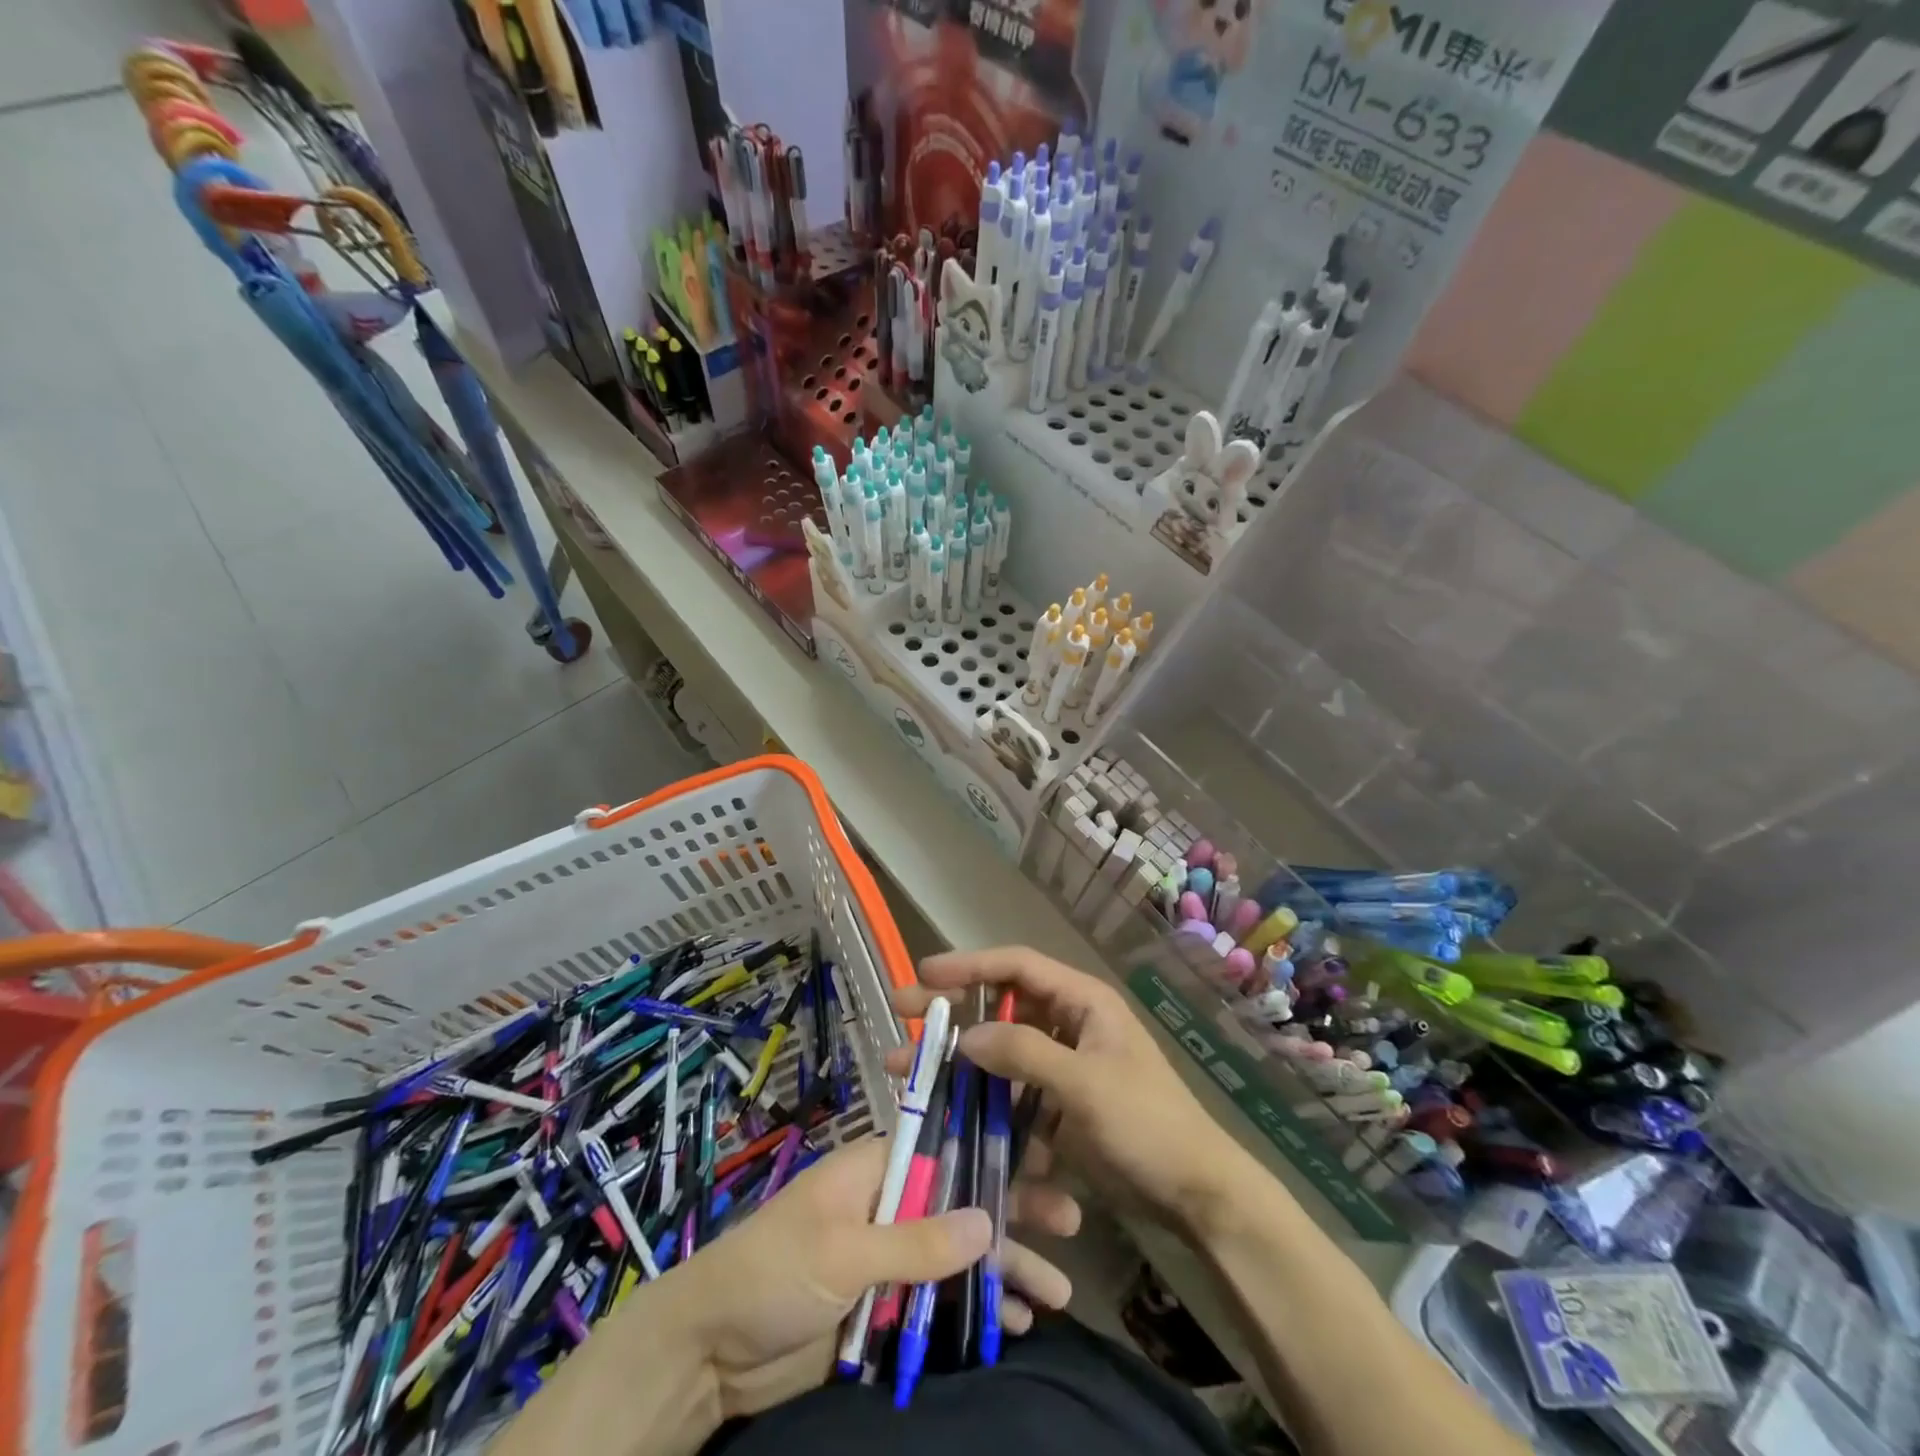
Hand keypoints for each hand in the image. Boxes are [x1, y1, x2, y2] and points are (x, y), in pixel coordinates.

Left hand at [669, 1136, 1076, 1418]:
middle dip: (1013, 1213)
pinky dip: (975, 1309)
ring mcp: (890, 1257)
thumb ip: (915, 1240)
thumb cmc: (771, 1272)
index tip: (1043, 1160)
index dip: (993, 1151)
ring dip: (1004, 1270)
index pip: (945, 1146)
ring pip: (958, 1255)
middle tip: (1070, 1223)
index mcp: (877, 1167)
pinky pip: (940, 1302)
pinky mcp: (884, 1306)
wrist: (710, 1353)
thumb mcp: (843, 1251)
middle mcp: (890, 1203)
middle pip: (961, 1202)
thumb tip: (988, 1222)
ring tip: (1057, 1290)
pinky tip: (1013, 1323)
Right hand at [894, 948, 1262, 1234]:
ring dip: (957, 1060)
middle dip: (951, 1009)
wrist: (1194, 1193)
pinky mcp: (1056, 1104)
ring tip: (907, 1072)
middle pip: (1000, 1004)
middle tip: (901, 1011)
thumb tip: (966, 1036)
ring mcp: (1061, 1064)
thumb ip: (1024, 1054)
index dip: (969, 965)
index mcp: (1082, 1000)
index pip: (1016, 966)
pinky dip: (981, 1097)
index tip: (924, 974)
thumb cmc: (1146, 1124)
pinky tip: (947, 1111)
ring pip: (998, 1050)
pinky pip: (1009, 1090)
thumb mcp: (1084, 1084)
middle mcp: (1067, 1022)